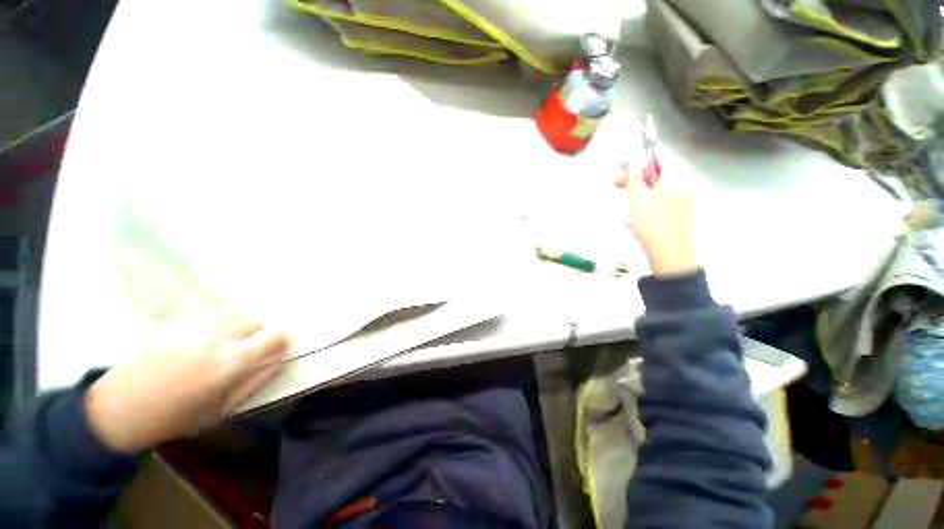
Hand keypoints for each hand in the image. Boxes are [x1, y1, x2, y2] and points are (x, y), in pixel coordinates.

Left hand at [83, 314, 289, 451]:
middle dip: (258, 334)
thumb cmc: (174, 417)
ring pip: (235, 314)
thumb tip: (279, 361)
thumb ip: (256, 382)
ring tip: (224, 345)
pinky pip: (212, 315)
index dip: (282, 341)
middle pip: (257, 321)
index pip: (275, 337)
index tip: (277, 349)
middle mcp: (218, 338)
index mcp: (231, 363)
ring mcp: (196, 326)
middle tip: (246, 352)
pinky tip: (202, 340)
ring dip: (239, 327)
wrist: (118, 408)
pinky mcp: (177, 321)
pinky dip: (218, 324)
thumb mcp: (222, 409)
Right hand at [617, 162, 696, 276]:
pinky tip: (641, 209)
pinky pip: (667, 197)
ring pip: (661, 186)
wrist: (669, 252)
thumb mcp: (637, 198)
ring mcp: (687, 198)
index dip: (637, 163)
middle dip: (637, 178)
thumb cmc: (651, 224)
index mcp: (675, 177)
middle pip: (659, 173)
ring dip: (643, 188)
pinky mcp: (685, 211)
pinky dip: (652, 198)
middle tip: (618, 185)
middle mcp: (685, 183)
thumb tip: (630, 161)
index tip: (621, 170)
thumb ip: (633, 177)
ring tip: (627, 199)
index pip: (656, 160)